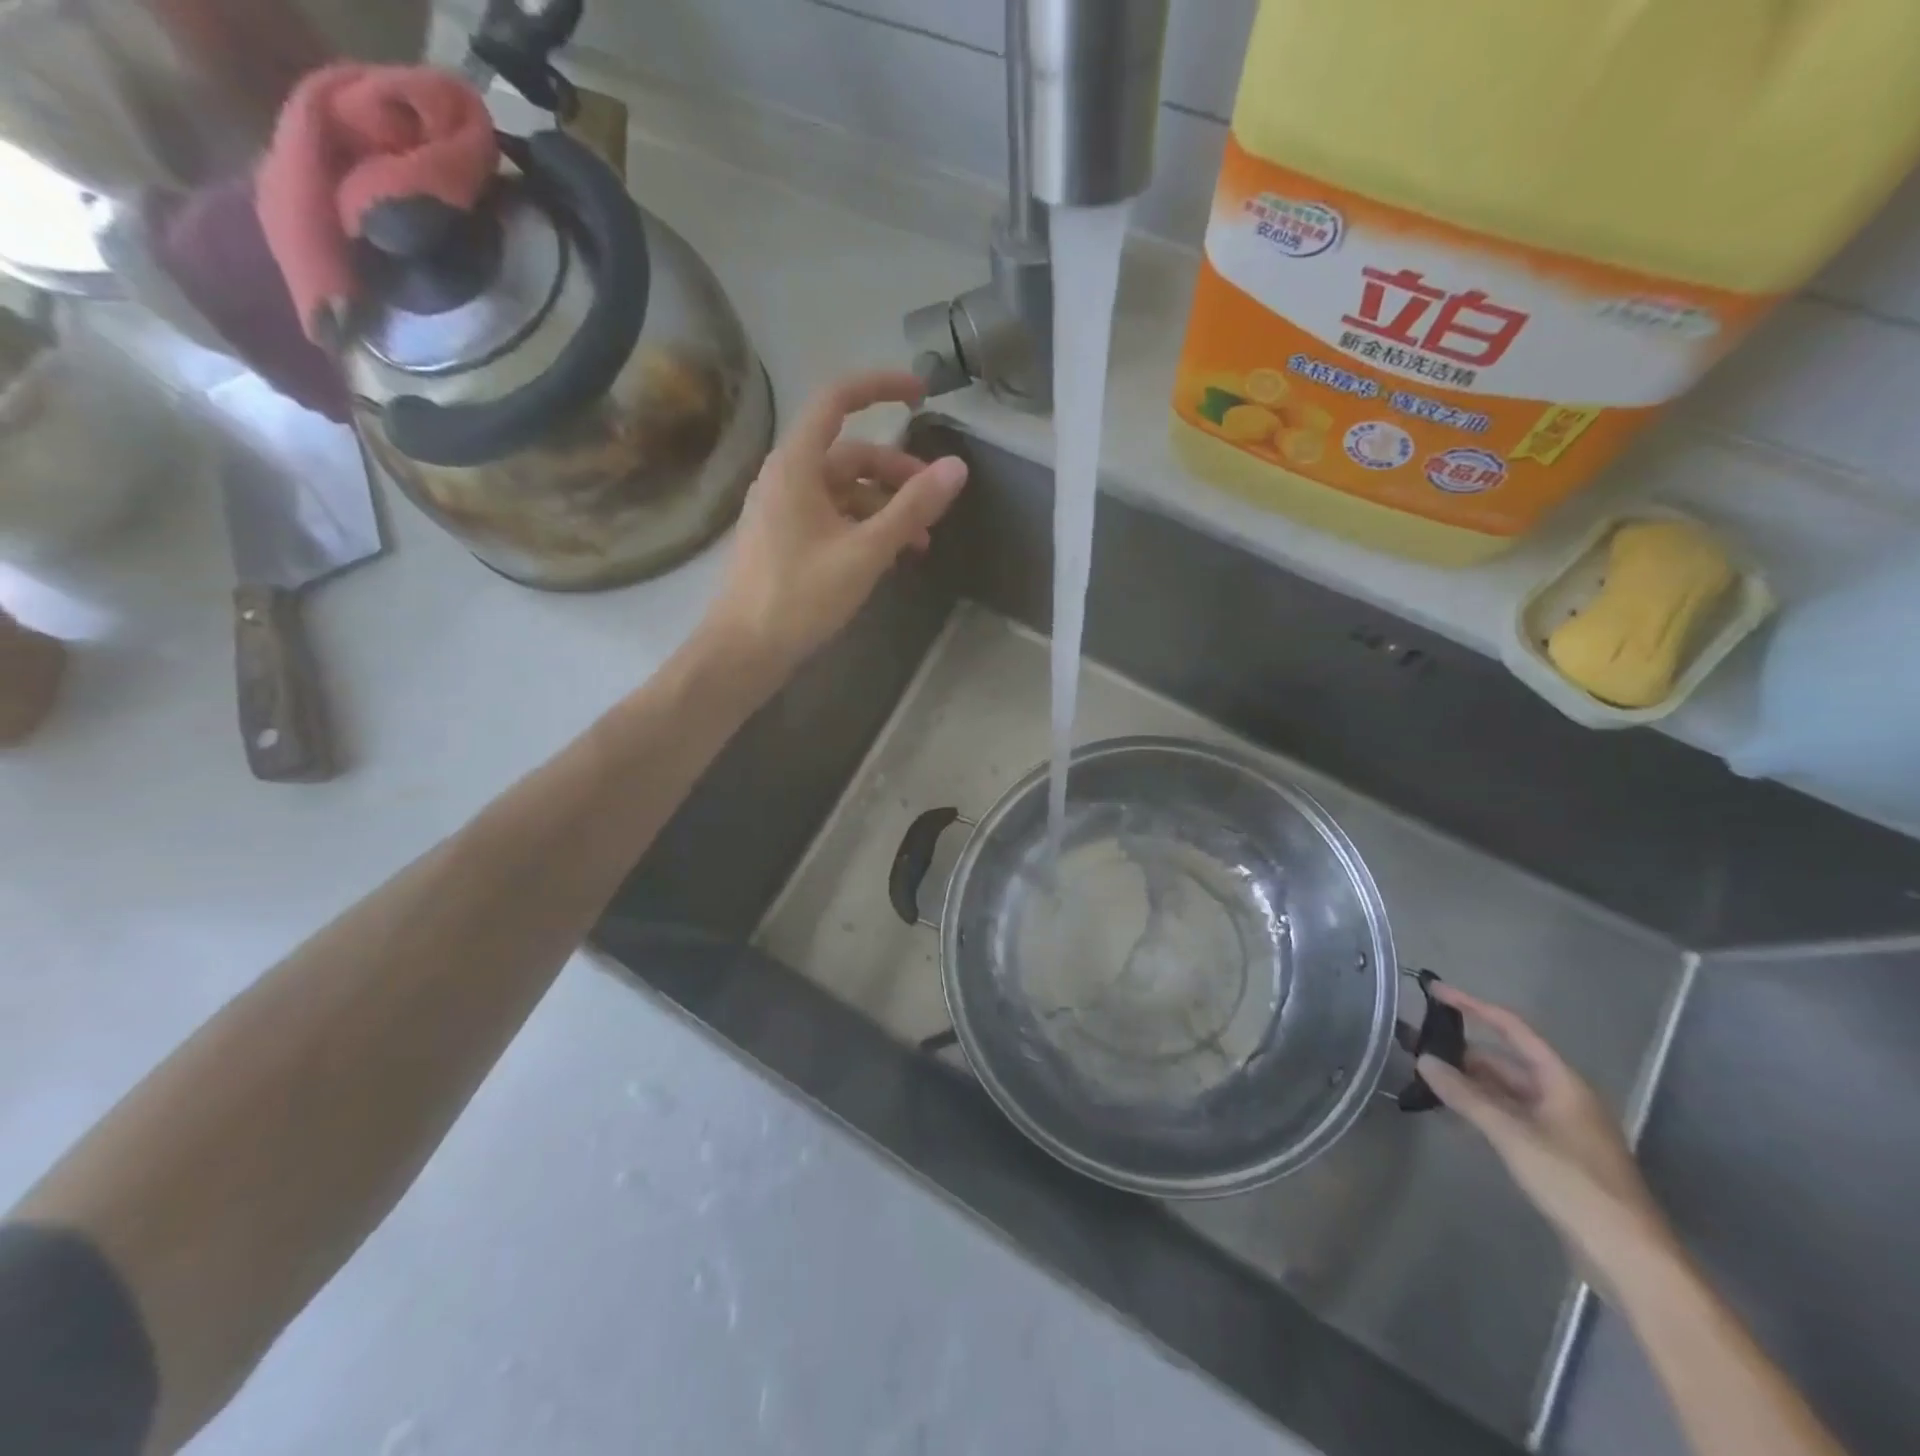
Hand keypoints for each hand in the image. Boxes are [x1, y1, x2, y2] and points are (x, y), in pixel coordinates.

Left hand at [700, 369, 967, 678]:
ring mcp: (783, 510)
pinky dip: (863, 527)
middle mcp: (786, 477)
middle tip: (935, 500)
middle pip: (850, 454)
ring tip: (920, 544)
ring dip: (885, 507)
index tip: (922, 394)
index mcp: (797, 465)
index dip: (880, 387)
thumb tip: (957, 468)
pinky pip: (832, 517)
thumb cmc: (800, 596)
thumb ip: (911, 509)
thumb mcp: (865, 552)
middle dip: (897, 472)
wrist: (744, 650)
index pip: (837, 400)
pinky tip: (889, 557)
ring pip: (844, 491)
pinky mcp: (785, 539)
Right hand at [1417, 983, 1677, 1294]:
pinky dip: (1481, 1108)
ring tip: (1426, 1076)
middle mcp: (1562, 1096)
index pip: (1512, 1028)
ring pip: (1505, 1090)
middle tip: (1418, 1044)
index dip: (1472, 1006)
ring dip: (1469, 1082)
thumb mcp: (1512, 1135)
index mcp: (1562, 1081)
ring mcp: (1560, 1126)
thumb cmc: (1574, 1183)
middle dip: (1463, 1050)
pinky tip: (1453, 1111)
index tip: (1434, 990)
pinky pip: (1509, 1115)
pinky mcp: (1554, 1153)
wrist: (1629, 1257)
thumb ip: (1466, 1096)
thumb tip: (1425, 1060)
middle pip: (1506, 1060)